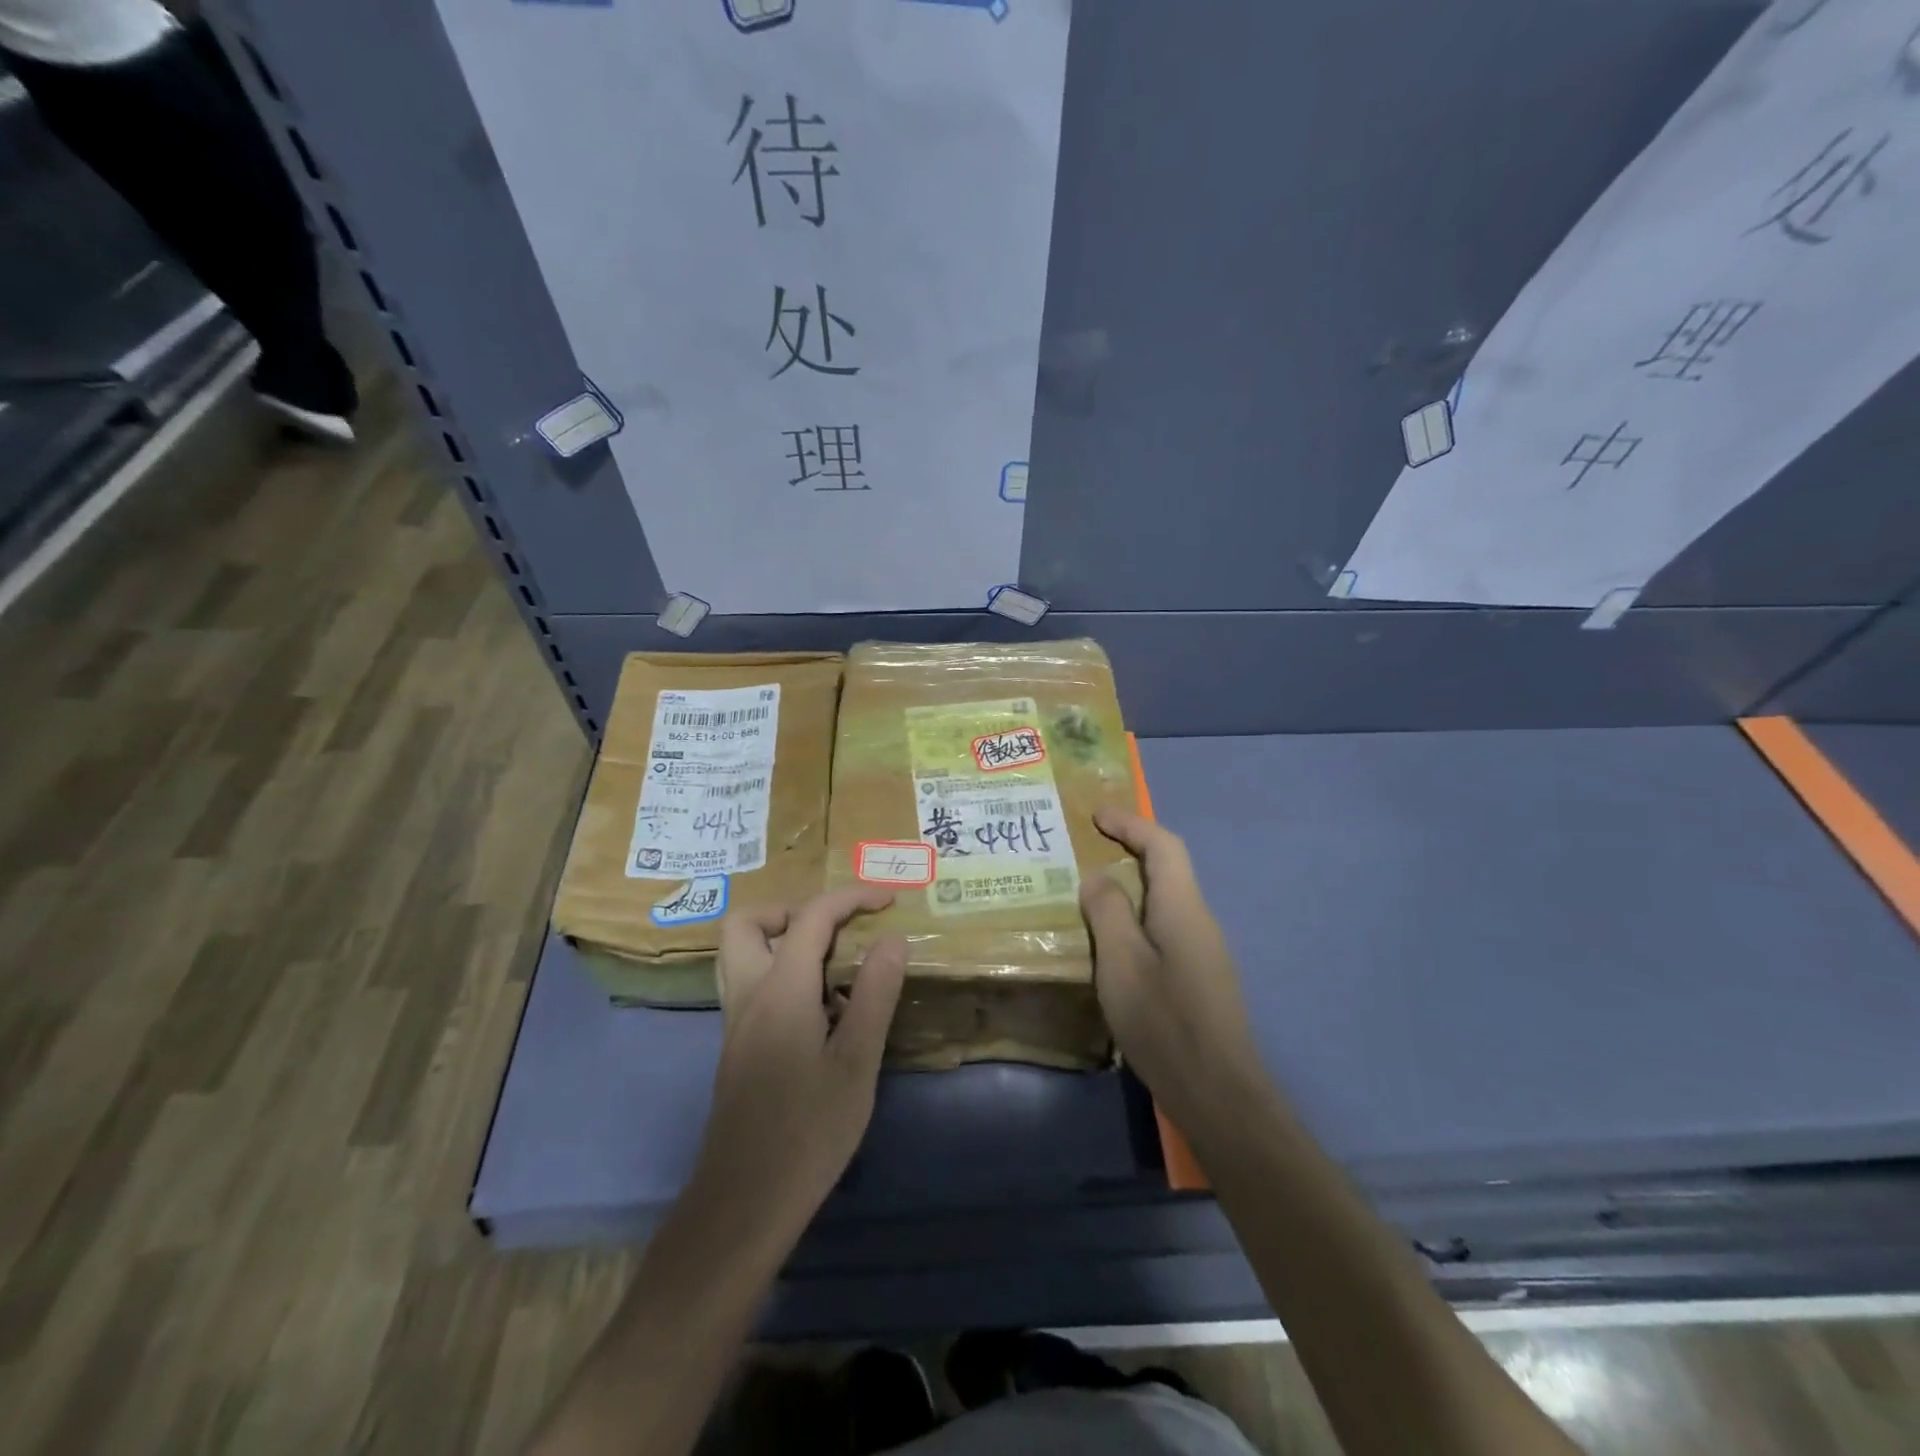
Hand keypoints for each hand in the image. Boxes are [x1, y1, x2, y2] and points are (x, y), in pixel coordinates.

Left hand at [697, 886, 907, 1230]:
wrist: (745, 1203)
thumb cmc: (809, 1132)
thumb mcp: (857, 1062)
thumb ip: (874, 993)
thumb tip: (892, 939)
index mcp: (780, 991)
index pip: (811, 917)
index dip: (850, 898)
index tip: (888, 901)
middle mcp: (748, 995)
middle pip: (748, 924)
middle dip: (793, 910)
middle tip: (837, 930)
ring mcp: (736, 1023)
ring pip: (741, 954)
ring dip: (782, 940)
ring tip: (832, 965)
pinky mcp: (737, 1048)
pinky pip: (751, 984)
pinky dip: (781, 974)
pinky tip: (819, 1012)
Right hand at [1080, 809, 1266, 1129]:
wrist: (1217, 1092)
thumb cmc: (1164, 1021)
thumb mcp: (1122, 962)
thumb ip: (1108, 912)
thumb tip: (1099, 876)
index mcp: (1181, 907)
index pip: (1163, 845)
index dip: (1130, 823)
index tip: (1096, 815)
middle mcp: (1199, 920)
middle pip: (1168, 868)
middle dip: (1131, 848)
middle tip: (1090, 846)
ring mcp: (1203, 950)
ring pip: (1166, 899)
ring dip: (1132, 884)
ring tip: (1092, 890)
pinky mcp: (1199, 976)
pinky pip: (1165, 926)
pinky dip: (1138, 915)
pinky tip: (1114, 939)